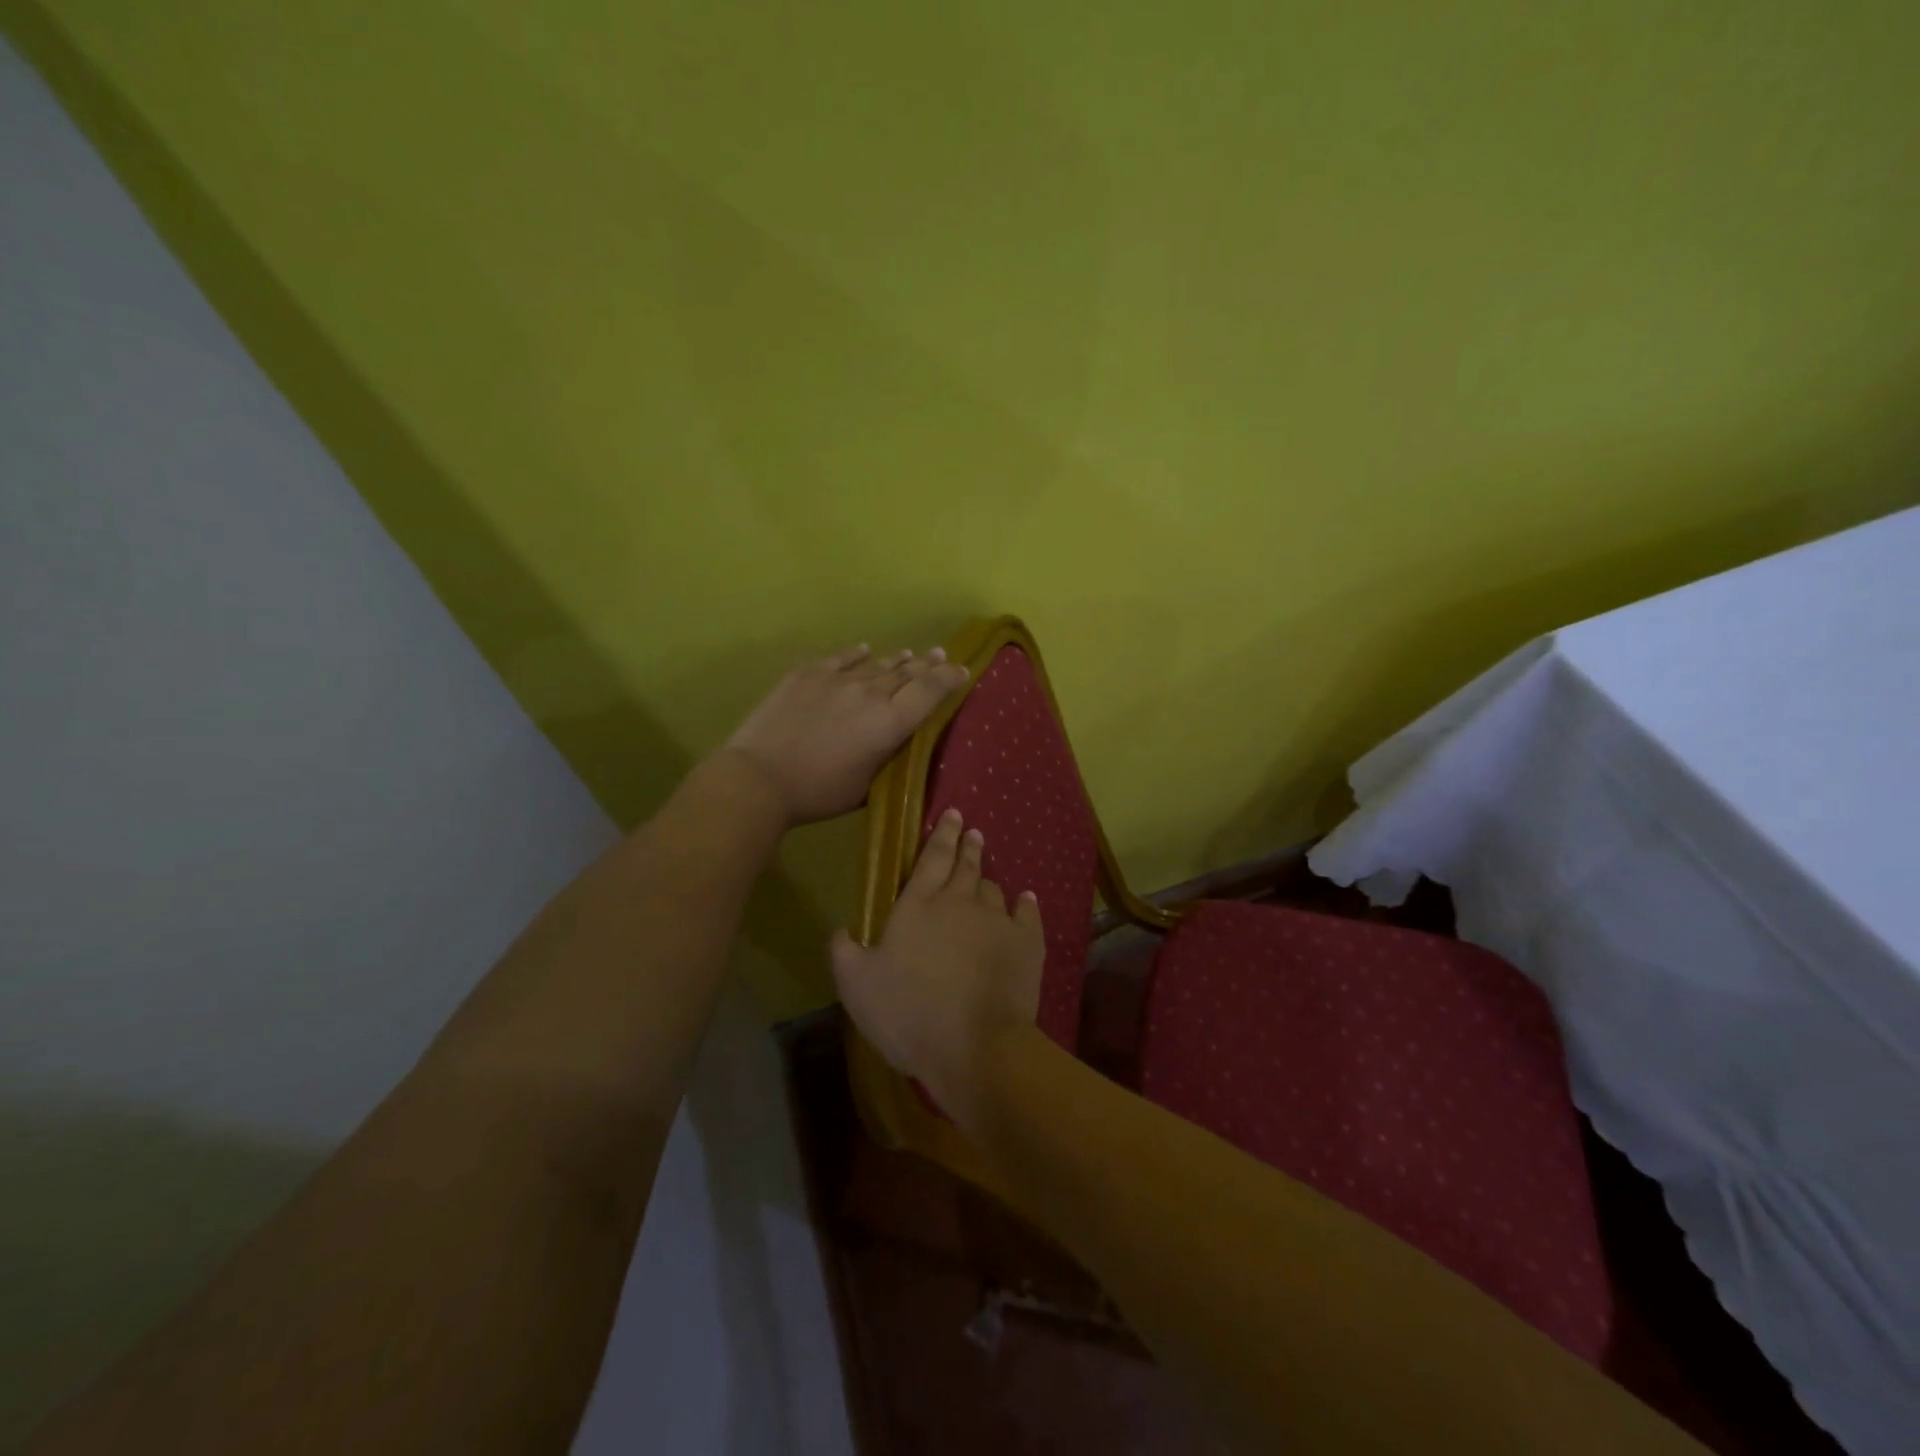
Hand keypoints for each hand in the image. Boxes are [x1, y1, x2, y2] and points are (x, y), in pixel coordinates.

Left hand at [722, 643, 969, 826]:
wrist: (759, 777)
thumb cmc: (818, 793)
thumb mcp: (866, 787)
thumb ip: (886, 759)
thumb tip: (896, 742)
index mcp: (889, 723)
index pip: (929, 692)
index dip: (949, 679)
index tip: (962, 670)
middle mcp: (870, 693)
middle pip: (906, 673)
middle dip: (927, 664)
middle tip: (941, 655)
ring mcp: (837, 679)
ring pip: (876, 664)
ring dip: (896, 660)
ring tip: (910, 654)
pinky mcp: (806, 674)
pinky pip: (840, 658)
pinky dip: (856, 654)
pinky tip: (864, 649)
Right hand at [830, 809, 1043, 1128]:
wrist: (974, 1047)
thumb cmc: (908, 1013)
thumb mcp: (856, 986)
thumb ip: (843, 951)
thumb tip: (841, 929)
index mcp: (918, 905)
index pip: (932, 858)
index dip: (942, 834)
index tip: (952, 815)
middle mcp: (959, 902)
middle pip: (966, 865)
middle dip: (968, 845)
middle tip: (972, 830)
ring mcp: (996, 920)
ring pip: (992, 888)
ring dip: (987, 878)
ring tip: (986, 875)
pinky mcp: (1026, 943)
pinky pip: (1027, 913)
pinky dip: (1025, 904)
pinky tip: (1026, 900)